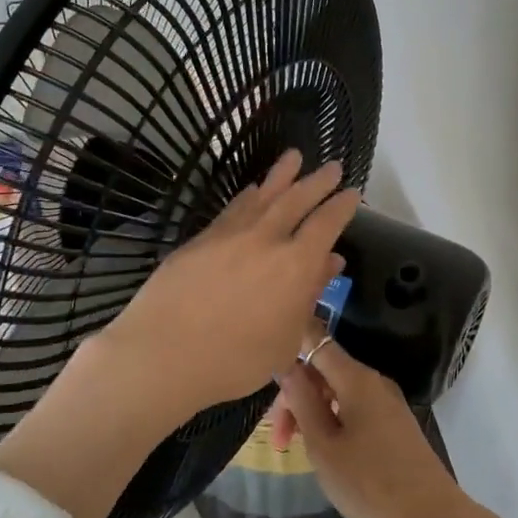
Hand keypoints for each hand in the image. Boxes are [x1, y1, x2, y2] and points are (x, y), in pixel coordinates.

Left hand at [98, 149, 359, 426]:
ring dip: (282, 175)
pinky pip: (233, 208)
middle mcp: (267, 239)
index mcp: (297, 264)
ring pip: (263, 194)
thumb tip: (330, 262)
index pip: (327, 224)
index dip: (342, 206)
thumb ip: (310, 296)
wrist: (165, 352)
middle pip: (297, 199)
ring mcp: (232, 233)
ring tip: (295, 157)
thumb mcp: (286, 339)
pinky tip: (252, 190)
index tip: (352, 191)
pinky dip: (248, 195)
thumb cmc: (236, 361)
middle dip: (318, 181)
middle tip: (333, 166)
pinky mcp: (202, 237)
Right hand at [266, 322, 464, 517]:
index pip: (317, 341)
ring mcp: (387, 402)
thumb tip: (287, 366)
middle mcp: (374, 381)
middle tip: (277, 436)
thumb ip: (302, 401)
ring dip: (311, 411)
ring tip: (294, 446)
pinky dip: (332, 419)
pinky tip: (323, 448)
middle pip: (325, 370)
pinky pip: (355, 408)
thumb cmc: (368, 482)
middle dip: (296, 394)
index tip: (265, 366)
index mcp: (356, 378)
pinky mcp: (394, 424)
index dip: (290, 344)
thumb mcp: (323, 444)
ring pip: (338, 392)